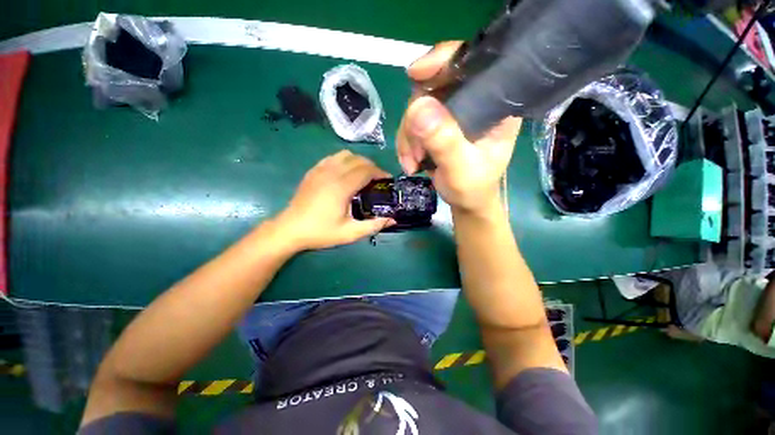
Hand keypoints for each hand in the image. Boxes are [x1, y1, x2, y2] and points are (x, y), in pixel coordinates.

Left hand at [276, 150, 394, 250]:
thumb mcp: (348, 234)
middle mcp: (332, 173)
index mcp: (342, 186)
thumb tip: (392, 218)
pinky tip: (344, 174)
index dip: (380, 173)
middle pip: (358, 159)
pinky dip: (343, 161)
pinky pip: (332, 158)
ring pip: (345, 155)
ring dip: (358, 161)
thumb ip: (373, 225)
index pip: (367, 170)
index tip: (388, 181)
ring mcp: (320, 169)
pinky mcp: (313, 171)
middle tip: (377, 181)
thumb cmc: (320, 232)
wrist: (291, 229)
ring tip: (361, 175)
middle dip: (372, 167)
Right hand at [396, 41, 521, 212]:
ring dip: (410, 128)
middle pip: (440, 76)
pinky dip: (406, 134)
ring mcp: (457, 102)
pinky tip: (411, 158)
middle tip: (415, 141)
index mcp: (497, 102)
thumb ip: (445, 141)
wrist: (467, 202)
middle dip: (419, 108)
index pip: (475, 62)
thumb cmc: (475, 187)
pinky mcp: (440, 112)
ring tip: (414, 159)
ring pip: (421, 95)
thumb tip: (419, 105)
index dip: (446, 58)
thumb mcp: (463, 169)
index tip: (418, 74)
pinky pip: (413, 111)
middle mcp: (478, 95)